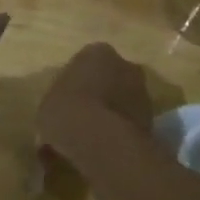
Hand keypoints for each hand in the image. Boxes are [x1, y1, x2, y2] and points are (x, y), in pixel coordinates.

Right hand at [36, 43, 151, 163]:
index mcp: (97, 52)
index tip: (68, 100)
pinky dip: (121, 130)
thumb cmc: (66, 111)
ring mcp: (143, 92)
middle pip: (110, 77)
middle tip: (82, 115)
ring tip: (93, 136)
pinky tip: (105, 147)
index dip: (76, 82)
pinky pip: (130, 121)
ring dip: (112, 112)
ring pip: (123, 99)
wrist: (101, 141)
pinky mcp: (152, 119)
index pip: (86, 62)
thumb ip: (58, 102)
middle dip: (100, 93)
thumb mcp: (47, 104)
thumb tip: (59, 114)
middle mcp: (125, 65)